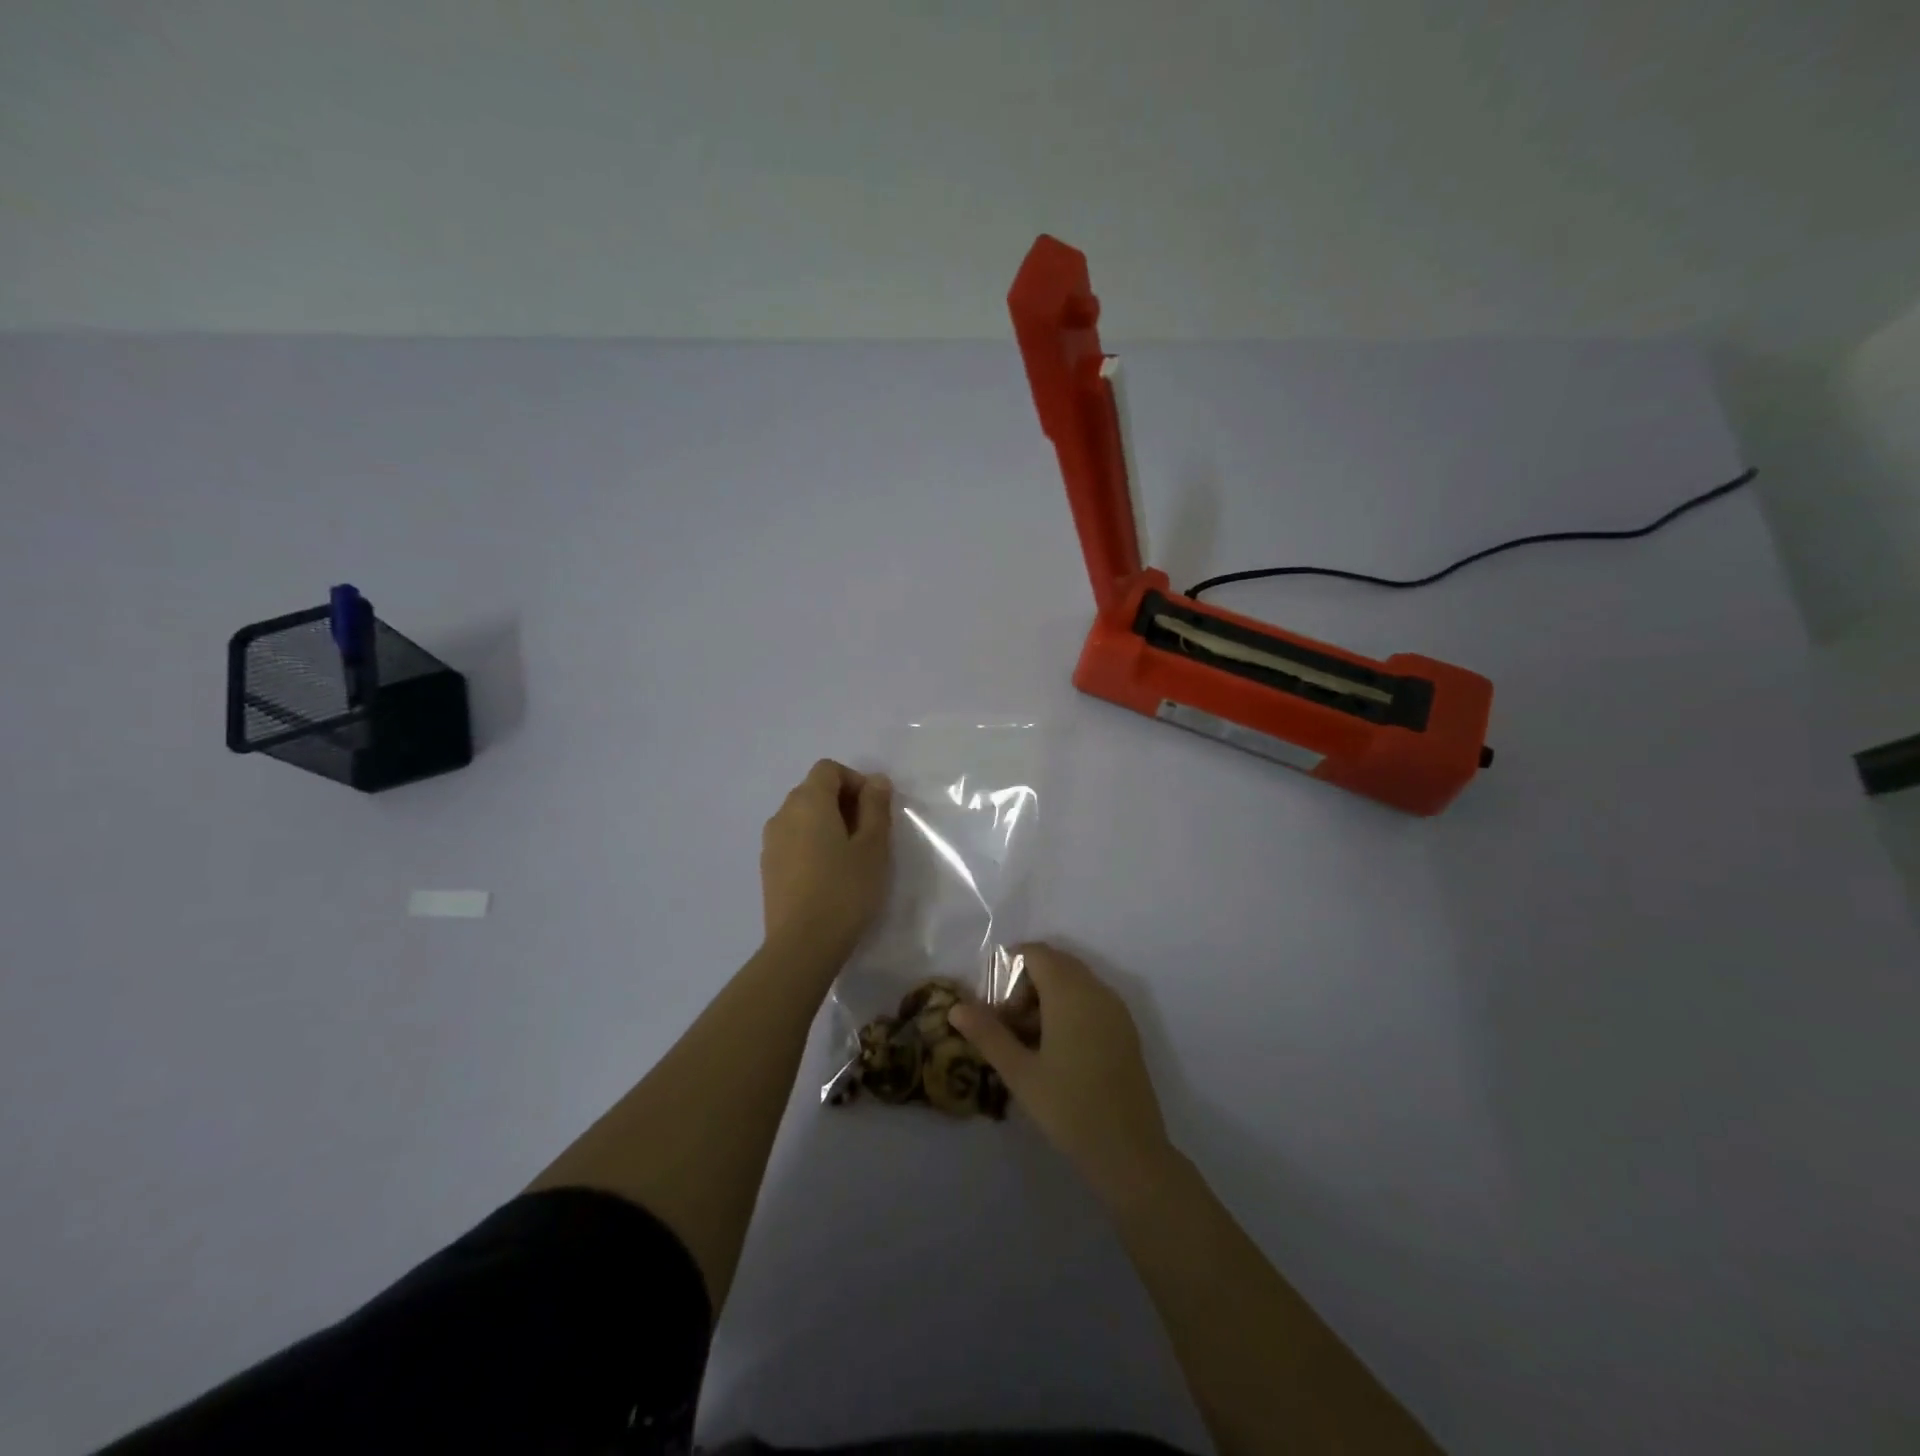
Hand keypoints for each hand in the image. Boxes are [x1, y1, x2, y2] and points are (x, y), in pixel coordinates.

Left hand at [761, 759, 892, 963]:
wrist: (802, 945)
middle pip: (814, 790)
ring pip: (802, 817)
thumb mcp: (873, 847)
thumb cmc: (845, 890)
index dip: (855, 781)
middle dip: (843, 802)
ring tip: (850, 856)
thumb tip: (876, 781)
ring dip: (827, 824)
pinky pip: (793, 840)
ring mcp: (770, 842)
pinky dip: (812, 844)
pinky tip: (829, 875)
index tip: (875, 809)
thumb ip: (876, 807)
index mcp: (808, 802)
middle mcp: (783, 814)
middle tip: (869, 834)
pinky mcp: (768, 868)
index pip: (829, 769)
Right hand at [949, 943, 1173, 1199]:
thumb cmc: (1069, 1108)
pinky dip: (1069, 1010)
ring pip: (1074, 982)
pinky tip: (1057, 1053)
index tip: (996, 1009)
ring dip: (1047, 999)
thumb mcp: (1020, 1072)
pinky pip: (1091, 1000)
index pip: (1036, 953)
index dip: (1010, 970)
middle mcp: (1096, 990)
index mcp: (1070, 992)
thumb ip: (987, 1034)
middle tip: (1008, 1027)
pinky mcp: (1126, 1030)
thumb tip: (956, 1007)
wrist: (1129, 1152)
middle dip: (1026, 986)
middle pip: (1055, 964)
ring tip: (1028, 1044)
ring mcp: (1116, 1009)